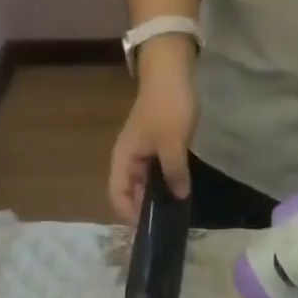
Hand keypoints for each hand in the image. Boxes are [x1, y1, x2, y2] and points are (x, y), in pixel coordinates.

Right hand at [108, 37, 197, 223]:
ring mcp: (141, 153)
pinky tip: (179, 191)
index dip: (130, 215)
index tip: (149, 228)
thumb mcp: (173, 145)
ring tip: (173, 211)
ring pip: (144, 184)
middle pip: (130, 194)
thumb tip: (179, 197)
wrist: (172, 70)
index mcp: (123, 160)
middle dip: (145, 210)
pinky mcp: (155, 147)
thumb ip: (175, 174)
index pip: (117, 197)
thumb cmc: (167, 107)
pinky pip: (156, 172)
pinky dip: (164, 183)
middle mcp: (128, 160)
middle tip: (165, 223)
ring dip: (156, 197)